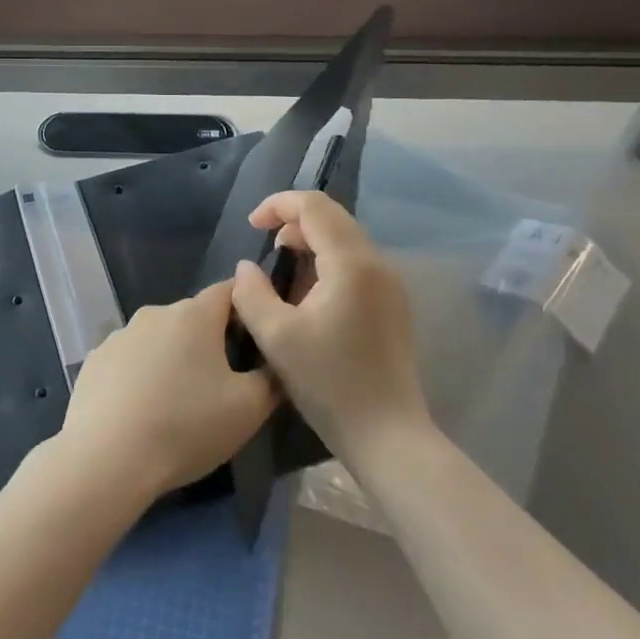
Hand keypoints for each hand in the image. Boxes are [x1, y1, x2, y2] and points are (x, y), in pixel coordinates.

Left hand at [57, 282, 276, 499]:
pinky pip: (129, 360)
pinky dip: (140, 376)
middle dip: (210, 340)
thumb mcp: (249, 408)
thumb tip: (276, 362)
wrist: (106, 459)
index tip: (257, 336)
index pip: (230, 290)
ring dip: (172, 358)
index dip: (248, 307)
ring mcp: (119, 336)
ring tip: (178, 403)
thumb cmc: (186, 427)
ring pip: (159, 339)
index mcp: (194, 315)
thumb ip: (272, 377)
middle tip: (222, 382)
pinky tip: (142, 412)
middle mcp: (155, 313)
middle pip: (193, 317)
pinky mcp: (94, 362)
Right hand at [229, 192, 431, 470]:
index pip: (315, 206)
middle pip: (333, 218)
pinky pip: (356, 265)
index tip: (252, 225)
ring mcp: (390, 284)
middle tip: (266, 250)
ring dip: (311, 245)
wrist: (387, 434)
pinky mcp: (392, 305)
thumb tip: (247, 267)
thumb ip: (252, 293)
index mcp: (351, 263)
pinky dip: (328, 265)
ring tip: (284, 279)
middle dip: (294, 223)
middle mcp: (377, 263)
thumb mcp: (276, 337)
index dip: (278, 204)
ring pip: (345, 241)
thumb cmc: (329, 384)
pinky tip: (309, 299)